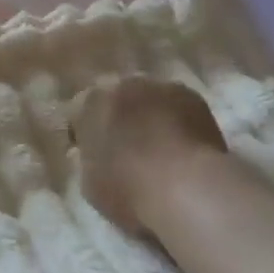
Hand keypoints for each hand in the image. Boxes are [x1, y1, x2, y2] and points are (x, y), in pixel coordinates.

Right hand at [72, 77, 226, 236]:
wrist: (188, 187)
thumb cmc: (129, 188)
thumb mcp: (90, 183)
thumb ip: (87, 160)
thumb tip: (92, 154)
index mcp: (90, 102)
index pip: (79, 113)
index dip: (84, 135)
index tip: (92, 156)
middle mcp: (124, 84)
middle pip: (116, 100)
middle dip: (119, 120)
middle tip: (126, 150)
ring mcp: (161, 87)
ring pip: (148, 101)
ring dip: (149, 118)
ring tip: (158, 150)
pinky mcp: (194, 98)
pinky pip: (177, 108)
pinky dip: (176, 123)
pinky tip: (181, 148)